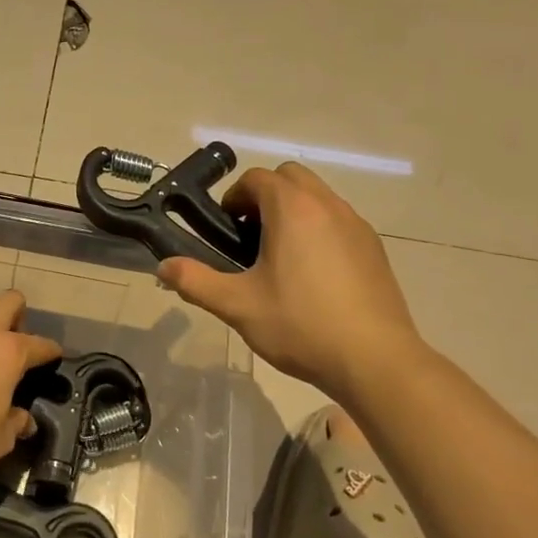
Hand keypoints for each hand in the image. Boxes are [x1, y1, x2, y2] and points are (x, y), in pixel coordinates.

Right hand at [158, 163, 424, 398]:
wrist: (375, 360)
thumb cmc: (300, 325)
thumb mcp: (237, 306)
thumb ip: (195, 281)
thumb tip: (163, 267)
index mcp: (292, 209)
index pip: (257, 178)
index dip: (234, 197)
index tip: (226, 229)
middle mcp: (327, 205)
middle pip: (290, 177)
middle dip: (265, 196)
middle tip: (250, 237)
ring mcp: (356, 225)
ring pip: (318, 197)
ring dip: (294, 211)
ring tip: (280, 258)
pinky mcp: (374, 248)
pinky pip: (339, 221)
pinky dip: (320, 230)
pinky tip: (314, 275)